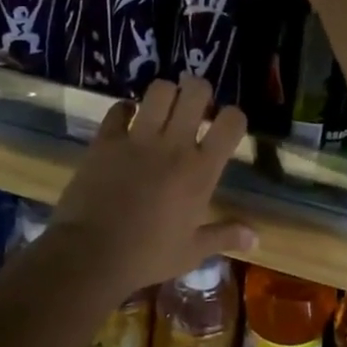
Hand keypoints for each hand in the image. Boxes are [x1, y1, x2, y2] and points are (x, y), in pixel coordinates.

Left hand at [50, 76, 254, 290]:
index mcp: (201, 170)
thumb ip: (225, 236)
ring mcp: (138, 139)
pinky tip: (128, 121)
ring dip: (165, 95)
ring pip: (159, 90)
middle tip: (194, 109)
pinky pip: (119, 108)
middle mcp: (174, 145)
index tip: (225, 127)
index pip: (231, 122)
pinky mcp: (106, 140)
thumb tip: (256, 238)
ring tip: (163, 111)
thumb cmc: (147, 255)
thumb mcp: (192, 251)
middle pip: (196, 91)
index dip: (233, 117)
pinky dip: (125, 110)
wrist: (90, 255)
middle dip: (199, 93)